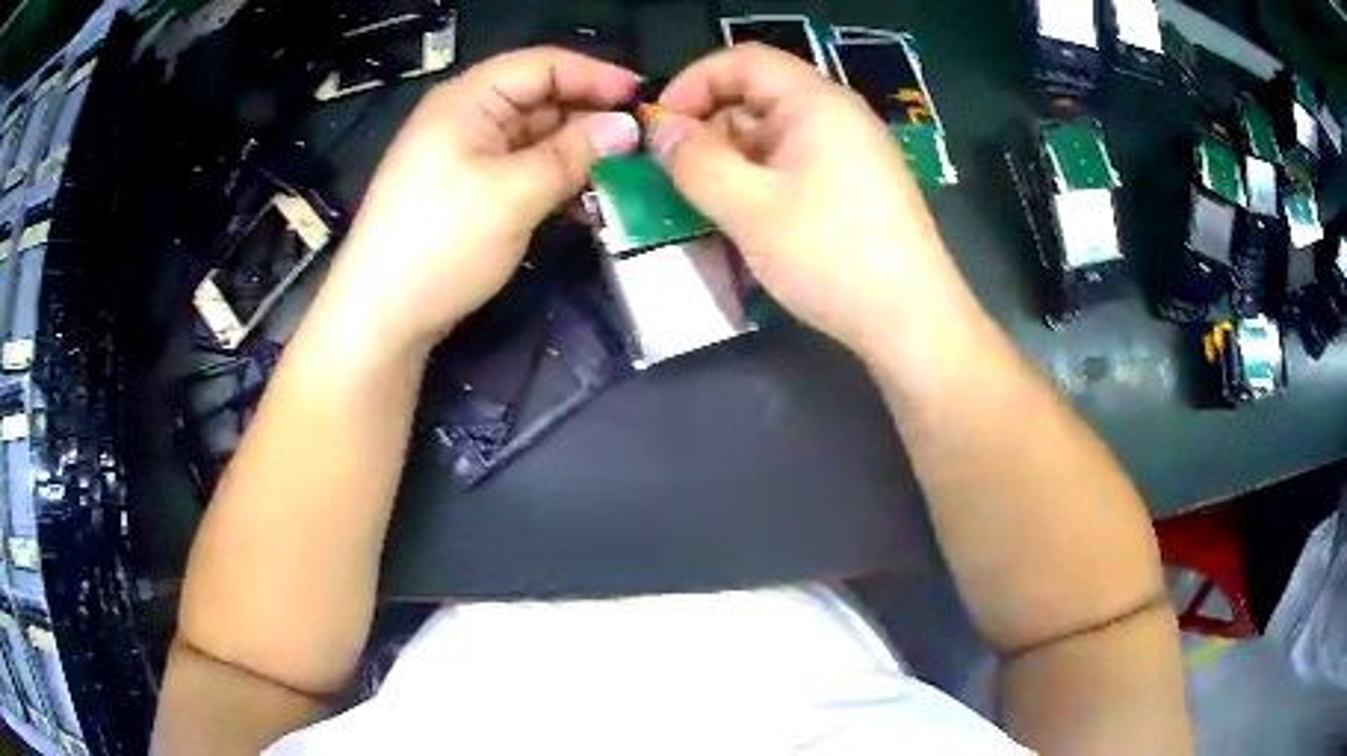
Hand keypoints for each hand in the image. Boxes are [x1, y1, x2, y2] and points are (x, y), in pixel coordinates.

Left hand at [325, 48, 640, 353]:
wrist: (382, 317)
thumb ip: (574, 154)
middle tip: (642, 149)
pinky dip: (556, 183)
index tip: (641, 100)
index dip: (595, 76)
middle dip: (591, 122)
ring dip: (579, 158)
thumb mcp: (514, 193)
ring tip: (625, 181)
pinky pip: (524, 172)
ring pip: (537, 141)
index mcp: (470, 99)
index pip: (543, 65)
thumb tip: (626, 127)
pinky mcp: (470, 192)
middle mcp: (469, 118)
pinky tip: (589, 206)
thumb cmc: (442, 243)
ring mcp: (467, 157)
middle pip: (542, 101)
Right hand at [650, 45, 972, 359]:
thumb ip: (695, 161)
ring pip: (770, 139)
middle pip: (755, 99)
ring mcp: (848, 154)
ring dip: (729, 163)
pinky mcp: (852, 188)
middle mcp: (835, 117)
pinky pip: (791, 168)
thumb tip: (661, 130)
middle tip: (674, 177)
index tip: (660, 126)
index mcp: (816, 102)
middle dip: (707, 129)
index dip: (693, 82)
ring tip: (703, 206)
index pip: (743, 61)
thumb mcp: (749, 208)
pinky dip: (758, 184)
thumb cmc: (831, 255)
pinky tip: (743, 221)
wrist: (912, 321)